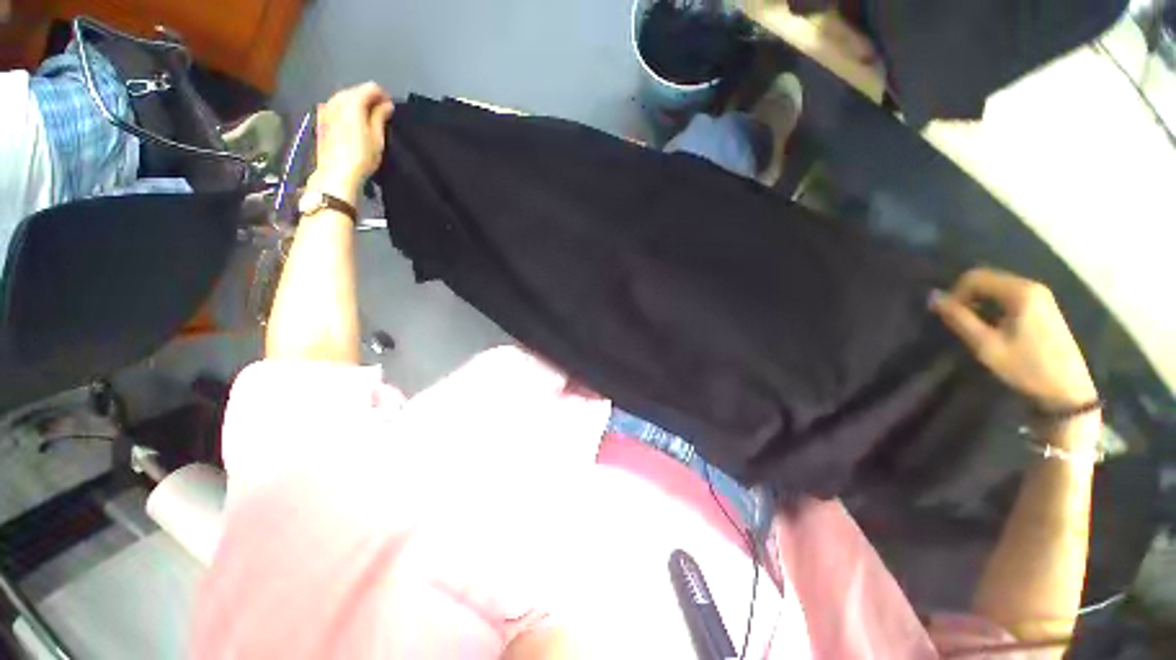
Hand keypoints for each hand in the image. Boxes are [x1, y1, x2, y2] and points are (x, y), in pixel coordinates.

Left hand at [310, 82, 394, 202]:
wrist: (336, 173)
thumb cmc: (361, 157)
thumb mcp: (377, 138)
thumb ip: (380, 117)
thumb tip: (386, 104)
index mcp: (352, 102)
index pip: (371, 88)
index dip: (383, 96)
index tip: (391, 109)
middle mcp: (336, 99)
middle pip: (355, 90)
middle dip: (369, 99)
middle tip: (381, 115)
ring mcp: (325, 108)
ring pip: (344, 98)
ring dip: (357, 105)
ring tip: (368, 120)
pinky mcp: (320, 119)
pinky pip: (335, 107)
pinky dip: (346, 110)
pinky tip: (352, 124)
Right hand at [931, 268, 1096, 410]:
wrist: (1067, 390)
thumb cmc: (1026, 367)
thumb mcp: (986, 345)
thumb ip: (959, 318)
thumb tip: (933, 297)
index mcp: (1020, 292)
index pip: (975, 277)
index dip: (954, 294)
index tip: (947, 316)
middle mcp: (1031, 286)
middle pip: (986, 278)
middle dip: (965, 296)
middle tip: (956, 320)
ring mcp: (1040, 296)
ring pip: (996, 286)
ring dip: (977, 301)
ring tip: (971, 324)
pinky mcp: (1043, 306)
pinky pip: (1008, 295)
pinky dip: (992, 304)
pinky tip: (990, 324)